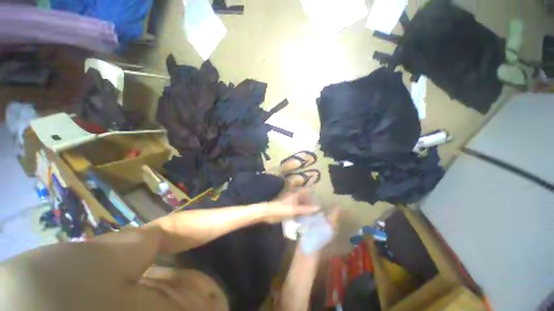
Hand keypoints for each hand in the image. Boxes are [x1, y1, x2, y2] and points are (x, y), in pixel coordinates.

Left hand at [262, 189, 320, 223]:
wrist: (268, 213)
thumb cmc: (282, 209)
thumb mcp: (295, 210)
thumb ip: (306, 209)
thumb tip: (318, 208)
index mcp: (295, 193)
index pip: (307, 191)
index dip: (312, 195)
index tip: (317, 202)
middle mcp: (294, 195)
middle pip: (304, 197)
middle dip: (310, 203)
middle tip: (315, 211)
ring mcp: (290, 200)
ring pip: (301, 202)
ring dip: (306, 207)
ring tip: (311, 215)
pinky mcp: (287, 206)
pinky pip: (297, 207)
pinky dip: (301, 211)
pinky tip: (303, 217)